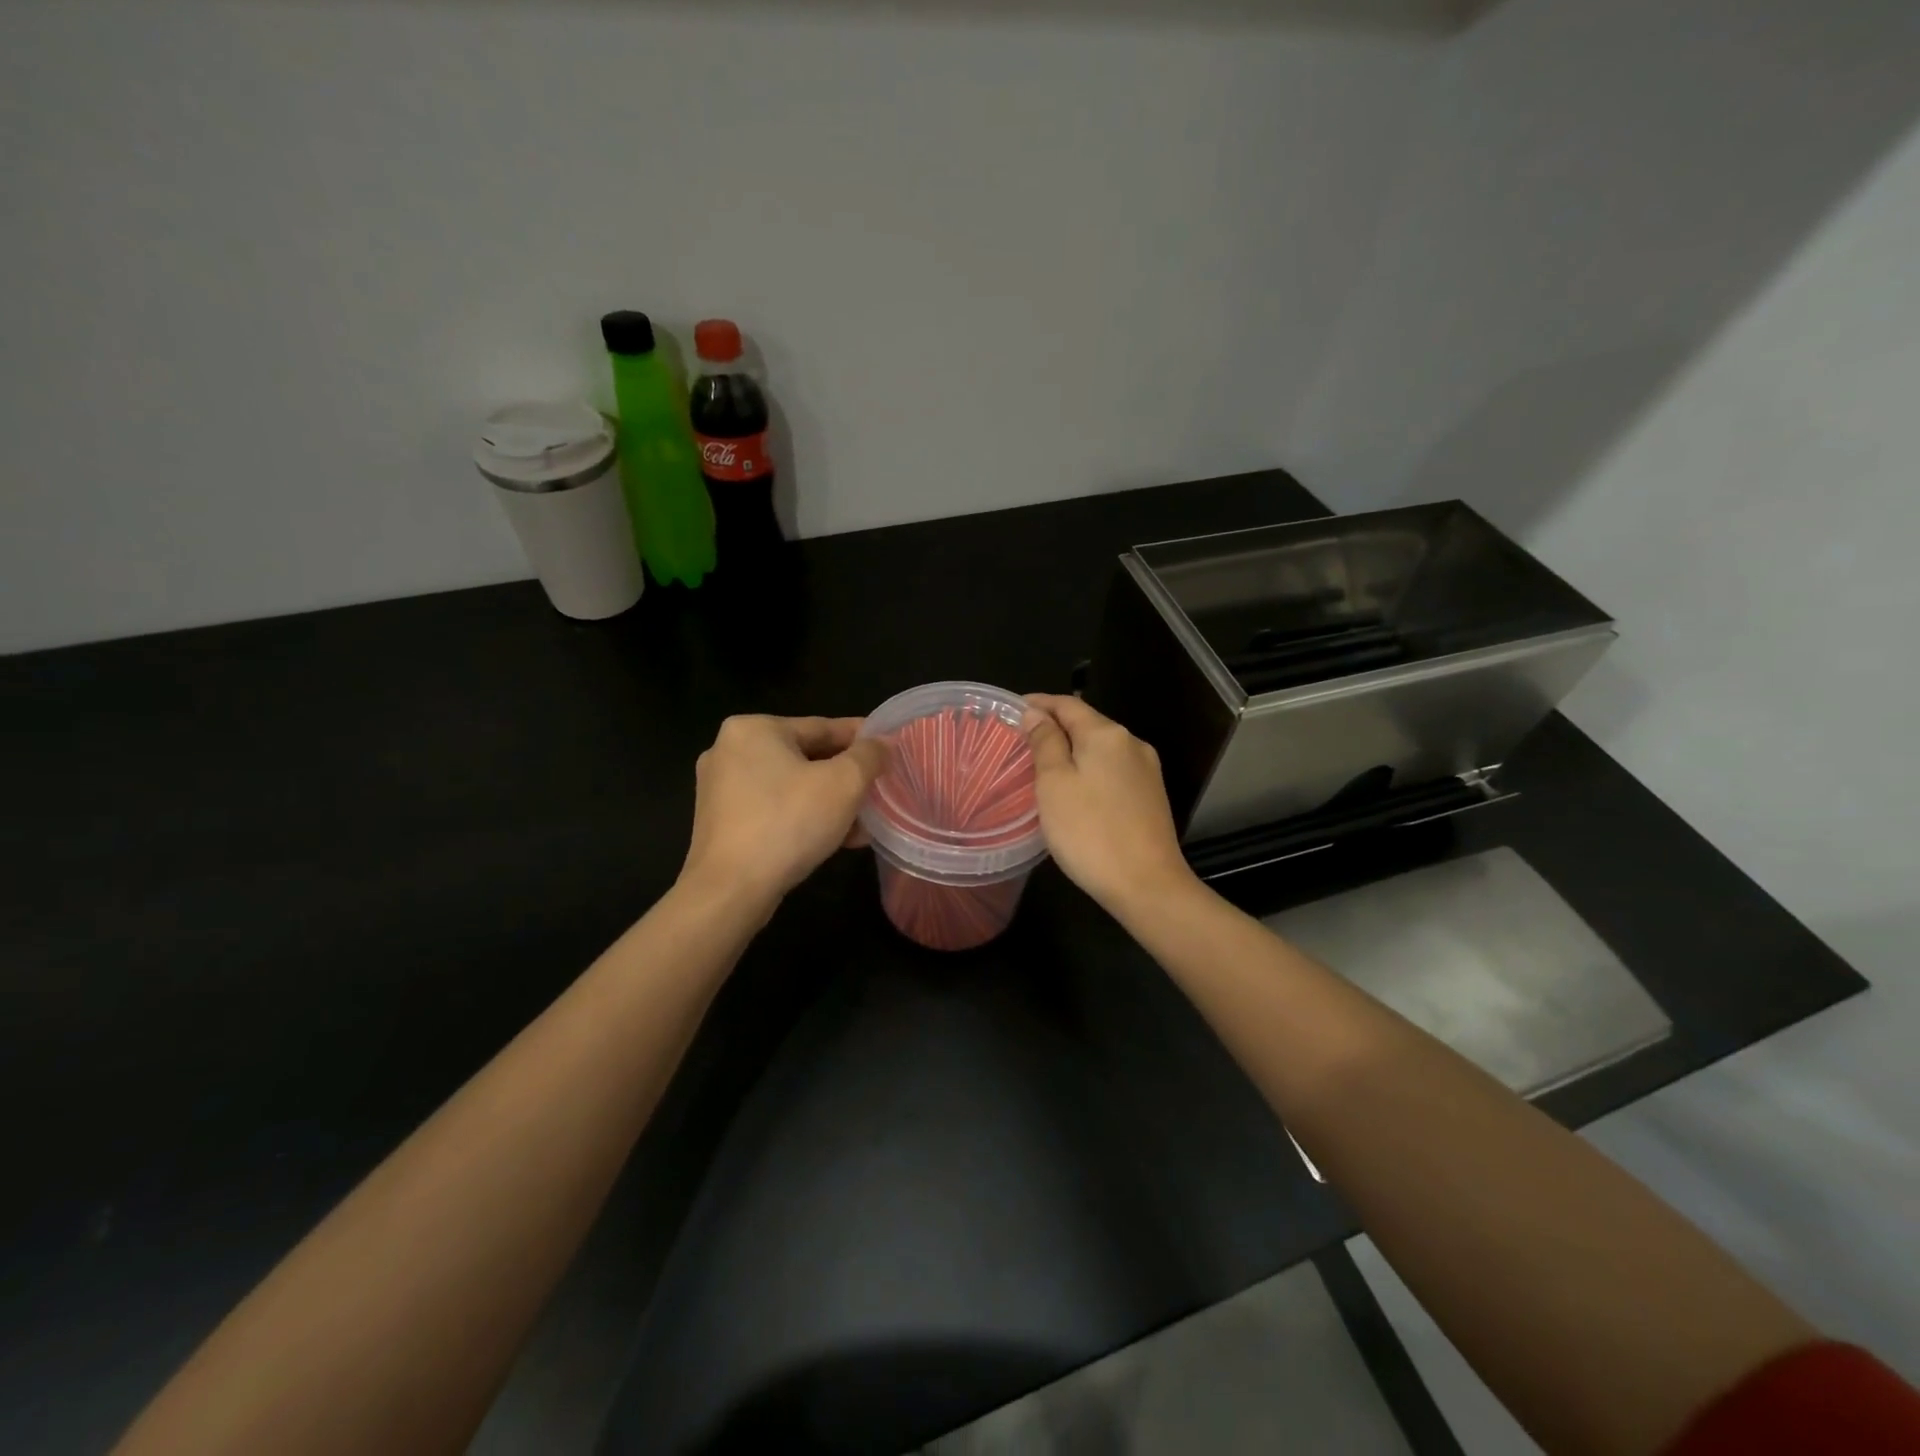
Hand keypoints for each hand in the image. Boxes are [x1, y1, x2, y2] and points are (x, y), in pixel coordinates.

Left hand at [681, 715, 887, 909]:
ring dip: (829, 802)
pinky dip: (804, 817)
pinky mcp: (721, 822)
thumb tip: (882, 743)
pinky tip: (836, 839)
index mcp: (754, 728)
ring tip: (864, 823)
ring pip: (792, 786)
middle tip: (879, 791)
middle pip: (806, 757)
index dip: (862, 738)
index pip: (822, 726)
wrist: (730, 890)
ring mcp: (721, 788)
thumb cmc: (789, 823)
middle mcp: (730, 750)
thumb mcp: (844, 784)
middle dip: (846, 778)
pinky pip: (773, 809)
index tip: (889, 749)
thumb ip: (869, 756)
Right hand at [1025, 693, 1195, 915]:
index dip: (1039, 703)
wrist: (1147, 885)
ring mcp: (1146, 770)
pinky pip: (1113, 770)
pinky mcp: (1151, 796)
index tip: (1014, 709)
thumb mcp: (1054, 784)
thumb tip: (1037, 713)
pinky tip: (1076, 788)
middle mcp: (1131, 743)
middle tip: (1023, 740)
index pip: (1067, 704)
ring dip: (1073, 749)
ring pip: (1101, 748)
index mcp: (1106, 734)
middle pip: (1087, 724)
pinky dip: (1089, 769)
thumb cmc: (1090, 832)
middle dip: (1055, 726)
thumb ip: (1045, 742)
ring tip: (1044, 764)